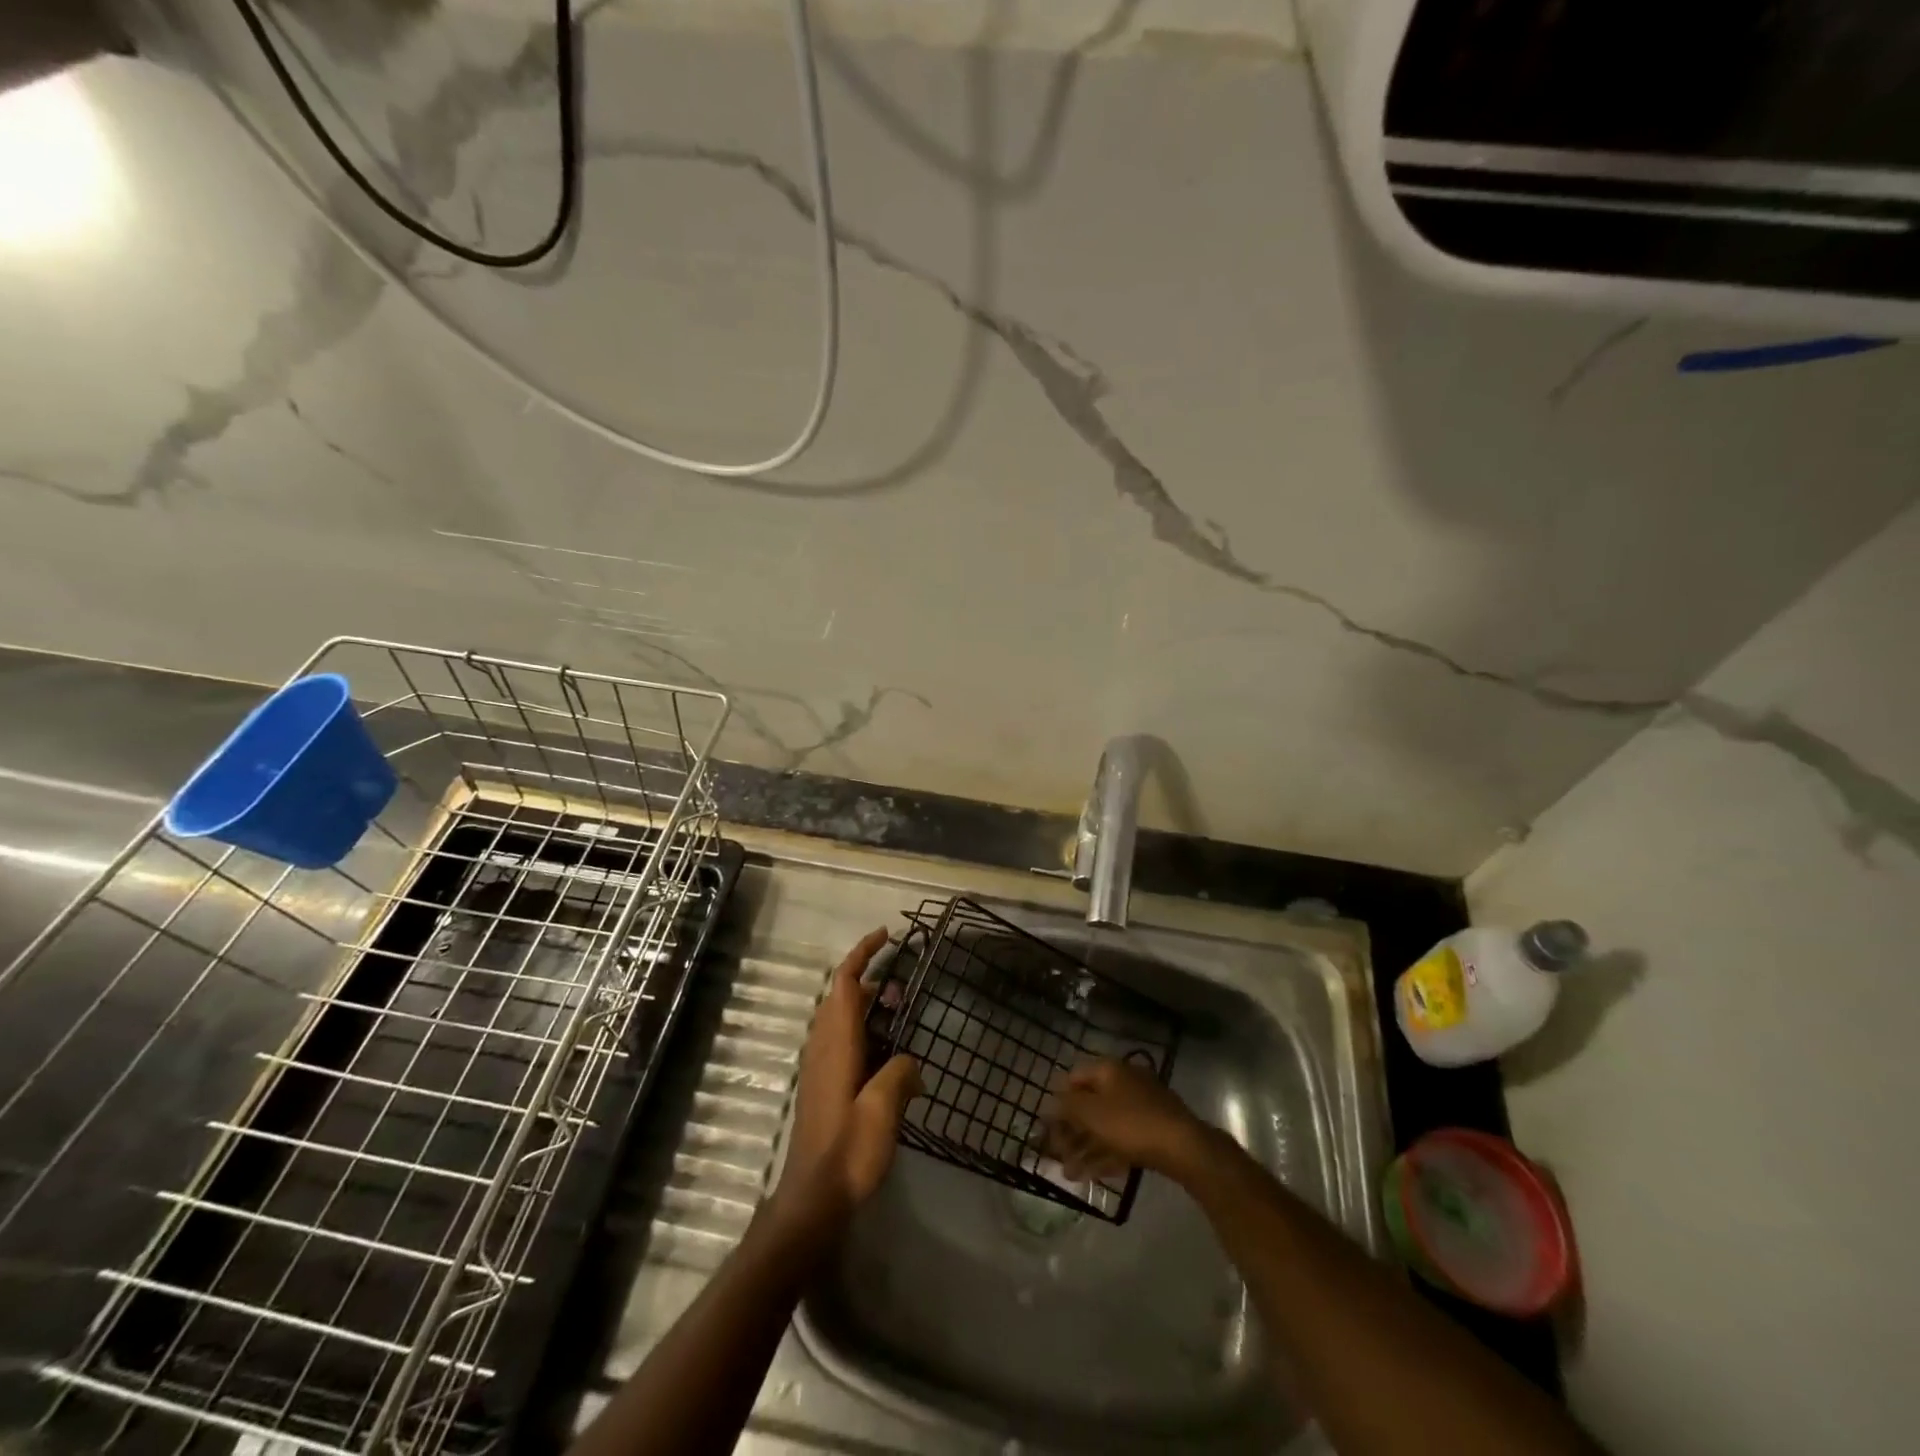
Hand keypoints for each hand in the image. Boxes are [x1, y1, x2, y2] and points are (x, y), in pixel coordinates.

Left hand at [774, 928, 920, 1226]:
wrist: (814, 1197)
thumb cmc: (849, 1150)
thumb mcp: (883, 1109)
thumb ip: (900, 1073)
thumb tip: (909, 1062)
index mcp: (836, 1042)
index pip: (846, 982)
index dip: (863, 953)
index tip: (886, 935)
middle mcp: (823, 1046)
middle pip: (842, 996)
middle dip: (871, 980)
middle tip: (904, 989)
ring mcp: (820, 1066)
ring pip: (842, 1019)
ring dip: (868, 1009)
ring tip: (900, 1018)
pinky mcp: (823, 1085)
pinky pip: (842, 1041)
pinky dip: (864, 1032)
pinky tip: (887, 1058)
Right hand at [1047, 1057, 1208, 1180]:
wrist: (1184, 1147)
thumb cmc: (1131, 1124)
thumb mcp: (1091, 1113)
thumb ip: (1067, 1106)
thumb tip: (1050, 1102)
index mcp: (1109, 1070)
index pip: (1074, 1078)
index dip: (1058, 1100)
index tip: (1047, 1125)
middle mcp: (1124, 1082)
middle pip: (1090, 1105)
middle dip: (1071, 1132)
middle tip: (1057, 1155)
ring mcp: (1141, 1106)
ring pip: (1105, 1126)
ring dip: (1085, 1148)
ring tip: (1069, 1174)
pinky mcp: (1153, 1130)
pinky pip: (1122, 1139)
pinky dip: (1105, 1154)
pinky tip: (1091, 1176)